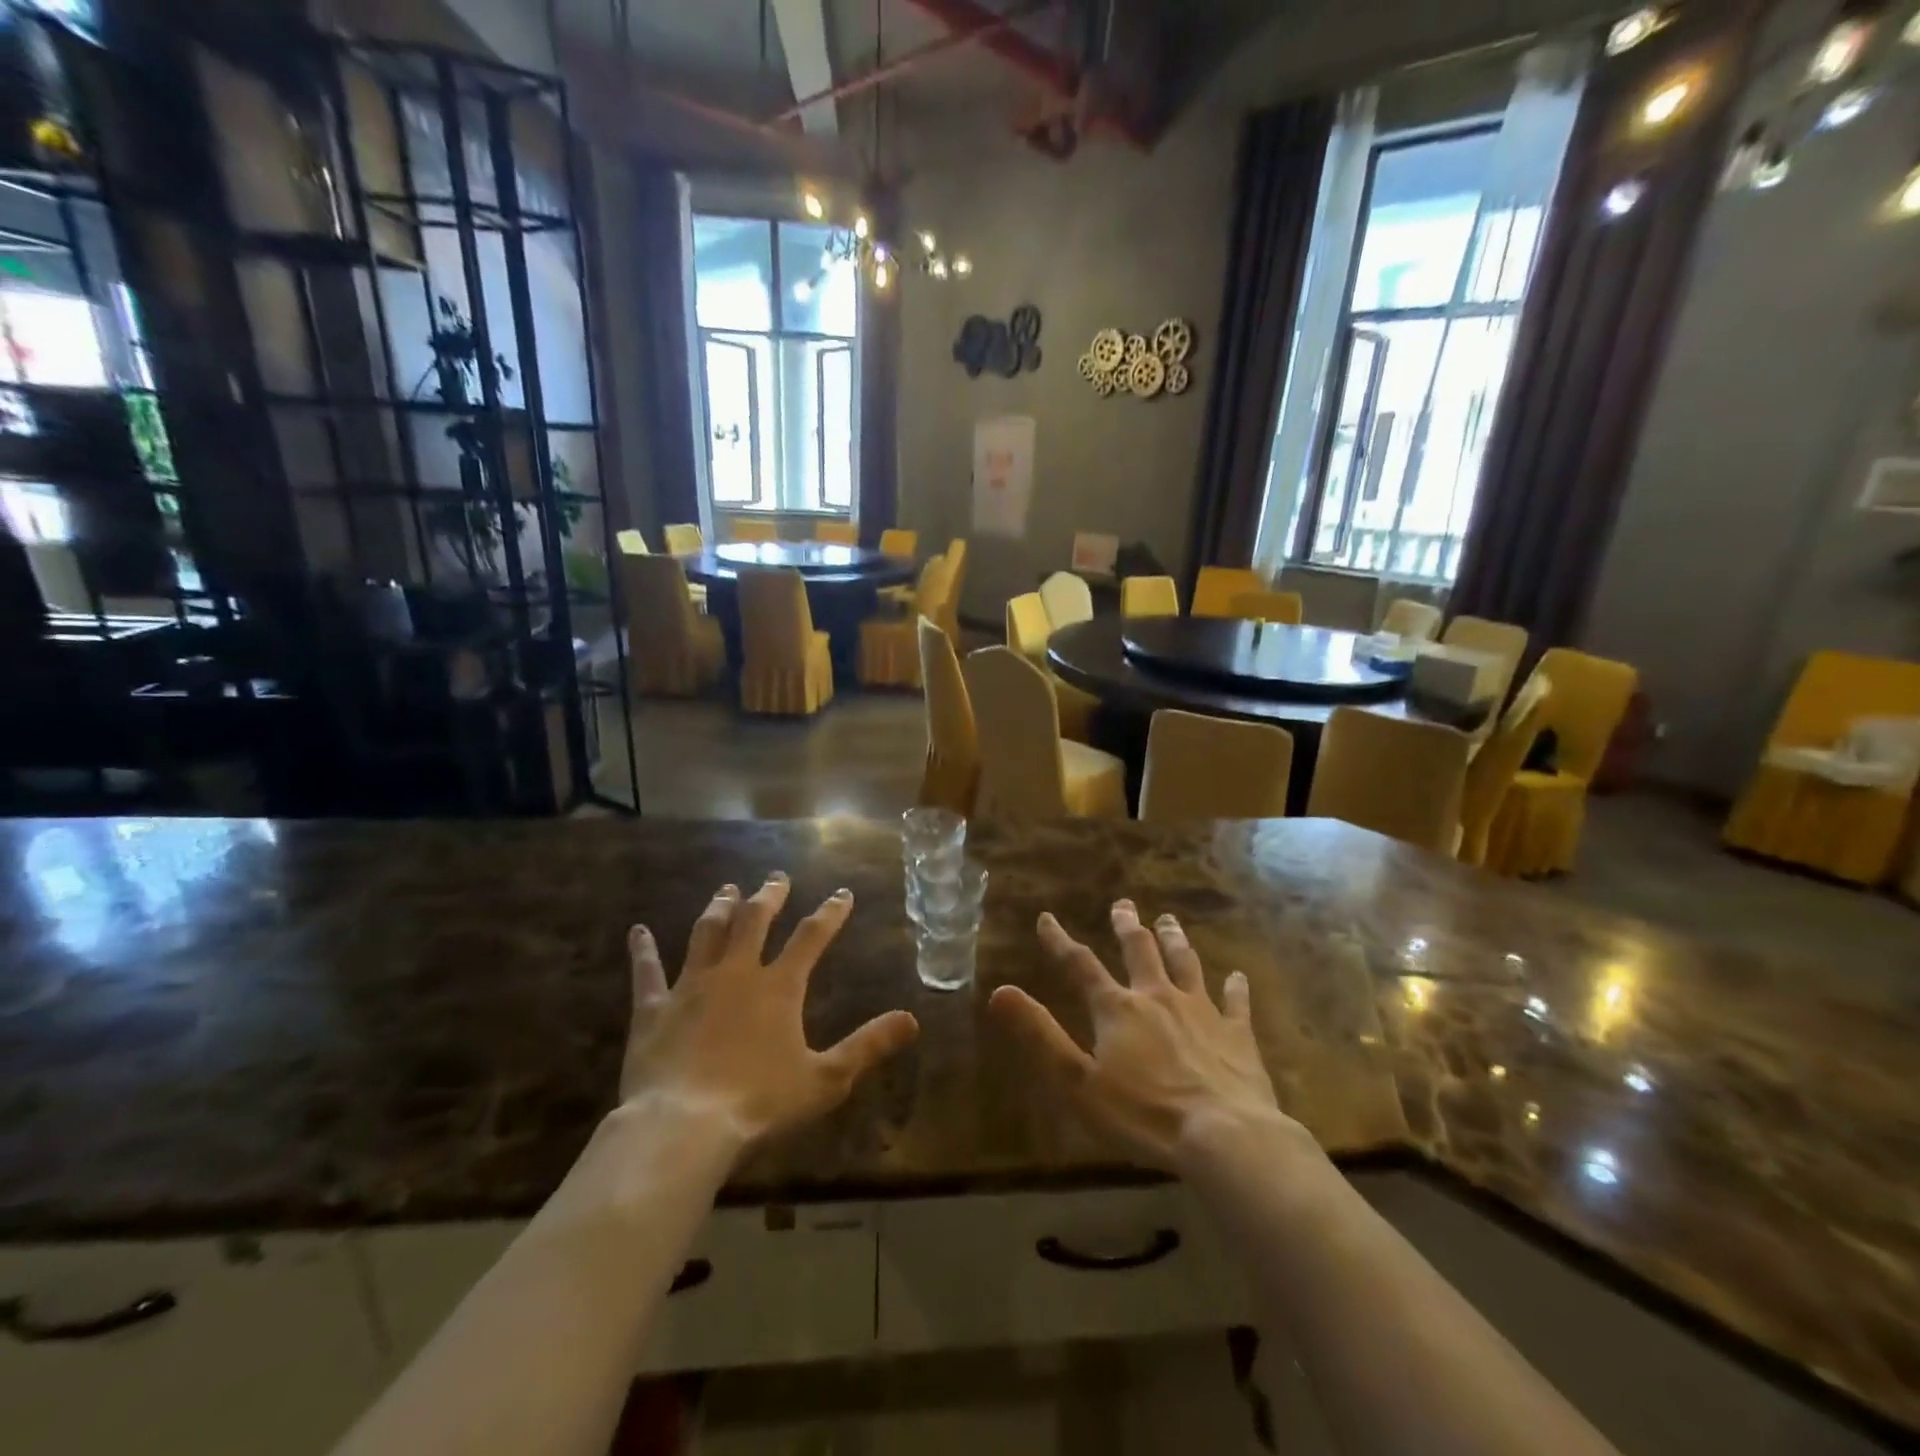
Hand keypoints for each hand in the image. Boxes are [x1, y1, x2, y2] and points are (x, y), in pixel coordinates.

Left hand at [620, 873, 918, 1147]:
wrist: (684, 1126)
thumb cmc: (760, 1103)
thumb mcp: (826, 1079)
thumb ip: (869, 1045)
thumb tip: (912, 1019)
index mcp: (779, 987)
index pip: (811, 937)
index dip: (830, 913)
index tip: (842, 894)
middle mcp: (736, 973)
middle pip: (754, 921)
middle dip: (769, 896)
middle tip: (776, 877)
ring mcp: (691, 986)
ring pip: (706, 933)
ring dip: (719, 908)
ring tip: (727, 889)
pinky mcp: (654, 1009)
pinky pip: (647, 973)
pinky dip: (643, 951)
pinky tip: (637, 932)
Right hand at [990, 900, 1292, 1170]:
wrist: (1224, 1135)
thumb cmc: (1143, 1114)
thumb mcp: (1077, 1081)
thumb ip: (1039, 1034)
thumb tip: (999, 991)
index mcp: (1117, 1009)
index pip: (1080, 966)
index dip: (1060, 942)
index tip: (1046, 918)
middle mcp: (1157, 997)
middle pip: (1140, 951)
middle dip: (1127, 926)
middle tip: (1122, 904)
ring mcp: (1201, 1012)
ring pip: (1185, 964)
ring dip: (1174, 940)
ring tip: (1168, 920)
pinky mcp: (1236, 1034)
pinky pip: (1234, 1003)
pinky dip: (1234, 988)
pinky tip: (1236, 976)